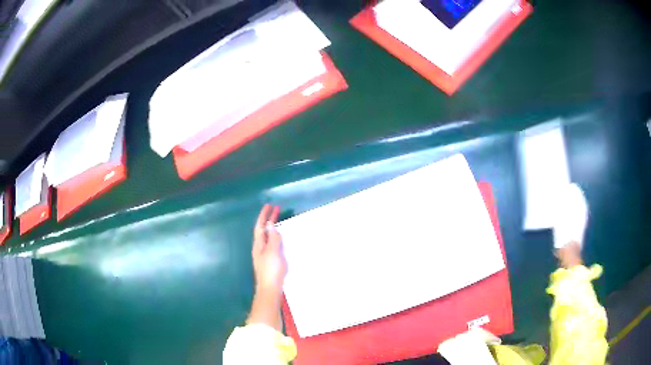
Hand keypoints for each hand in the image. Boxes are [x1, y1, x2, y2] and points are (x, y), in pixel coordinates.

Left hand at [252, 204, 286, 294]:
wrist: (270, 289)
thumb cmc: (271, 269)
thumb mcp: (273, 252)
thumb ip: (273, 238)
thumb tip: (270, 225)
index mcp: (259, 244)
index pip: (260, 226)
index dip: (264, 215)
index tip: (269, 205)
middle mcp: (260, 248)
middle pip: (263, 231)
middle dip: (269, 220)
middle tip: (276, 209)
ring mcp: (264, 255)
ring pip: (267, 237)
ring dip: (272, 228)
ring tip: (279, 221)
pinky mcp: (270, 261)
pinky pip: (272, 244)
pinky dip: (276, 237)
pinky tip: (282, 240)